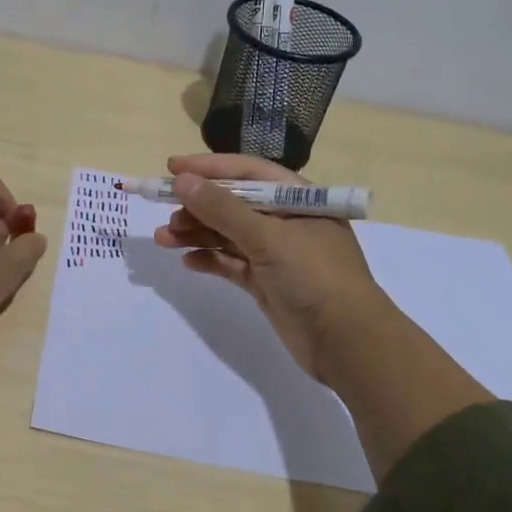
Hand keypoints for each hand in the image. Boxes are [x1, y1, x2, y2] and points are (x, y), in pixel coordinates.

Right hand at [152, 153, 384, 383]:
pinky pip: (232, 263)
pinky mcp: (267, 282)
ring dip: (197, 233)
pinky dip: (210, 260)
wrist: (347, 343)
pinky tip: (187, 261)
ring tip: (164, 238)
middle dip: (197, 206)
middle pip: (234, 204)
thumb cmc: (314, 277)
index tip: (172, 168)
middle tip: (164, 212)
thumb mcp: (268, 237)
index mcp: (297, 199)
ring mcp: (277, 253)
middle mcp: (286, 221)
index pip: (247, 172)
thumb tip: (183, 181)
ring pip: (228, 235)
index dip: (209, 168)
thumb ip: (223, 209)